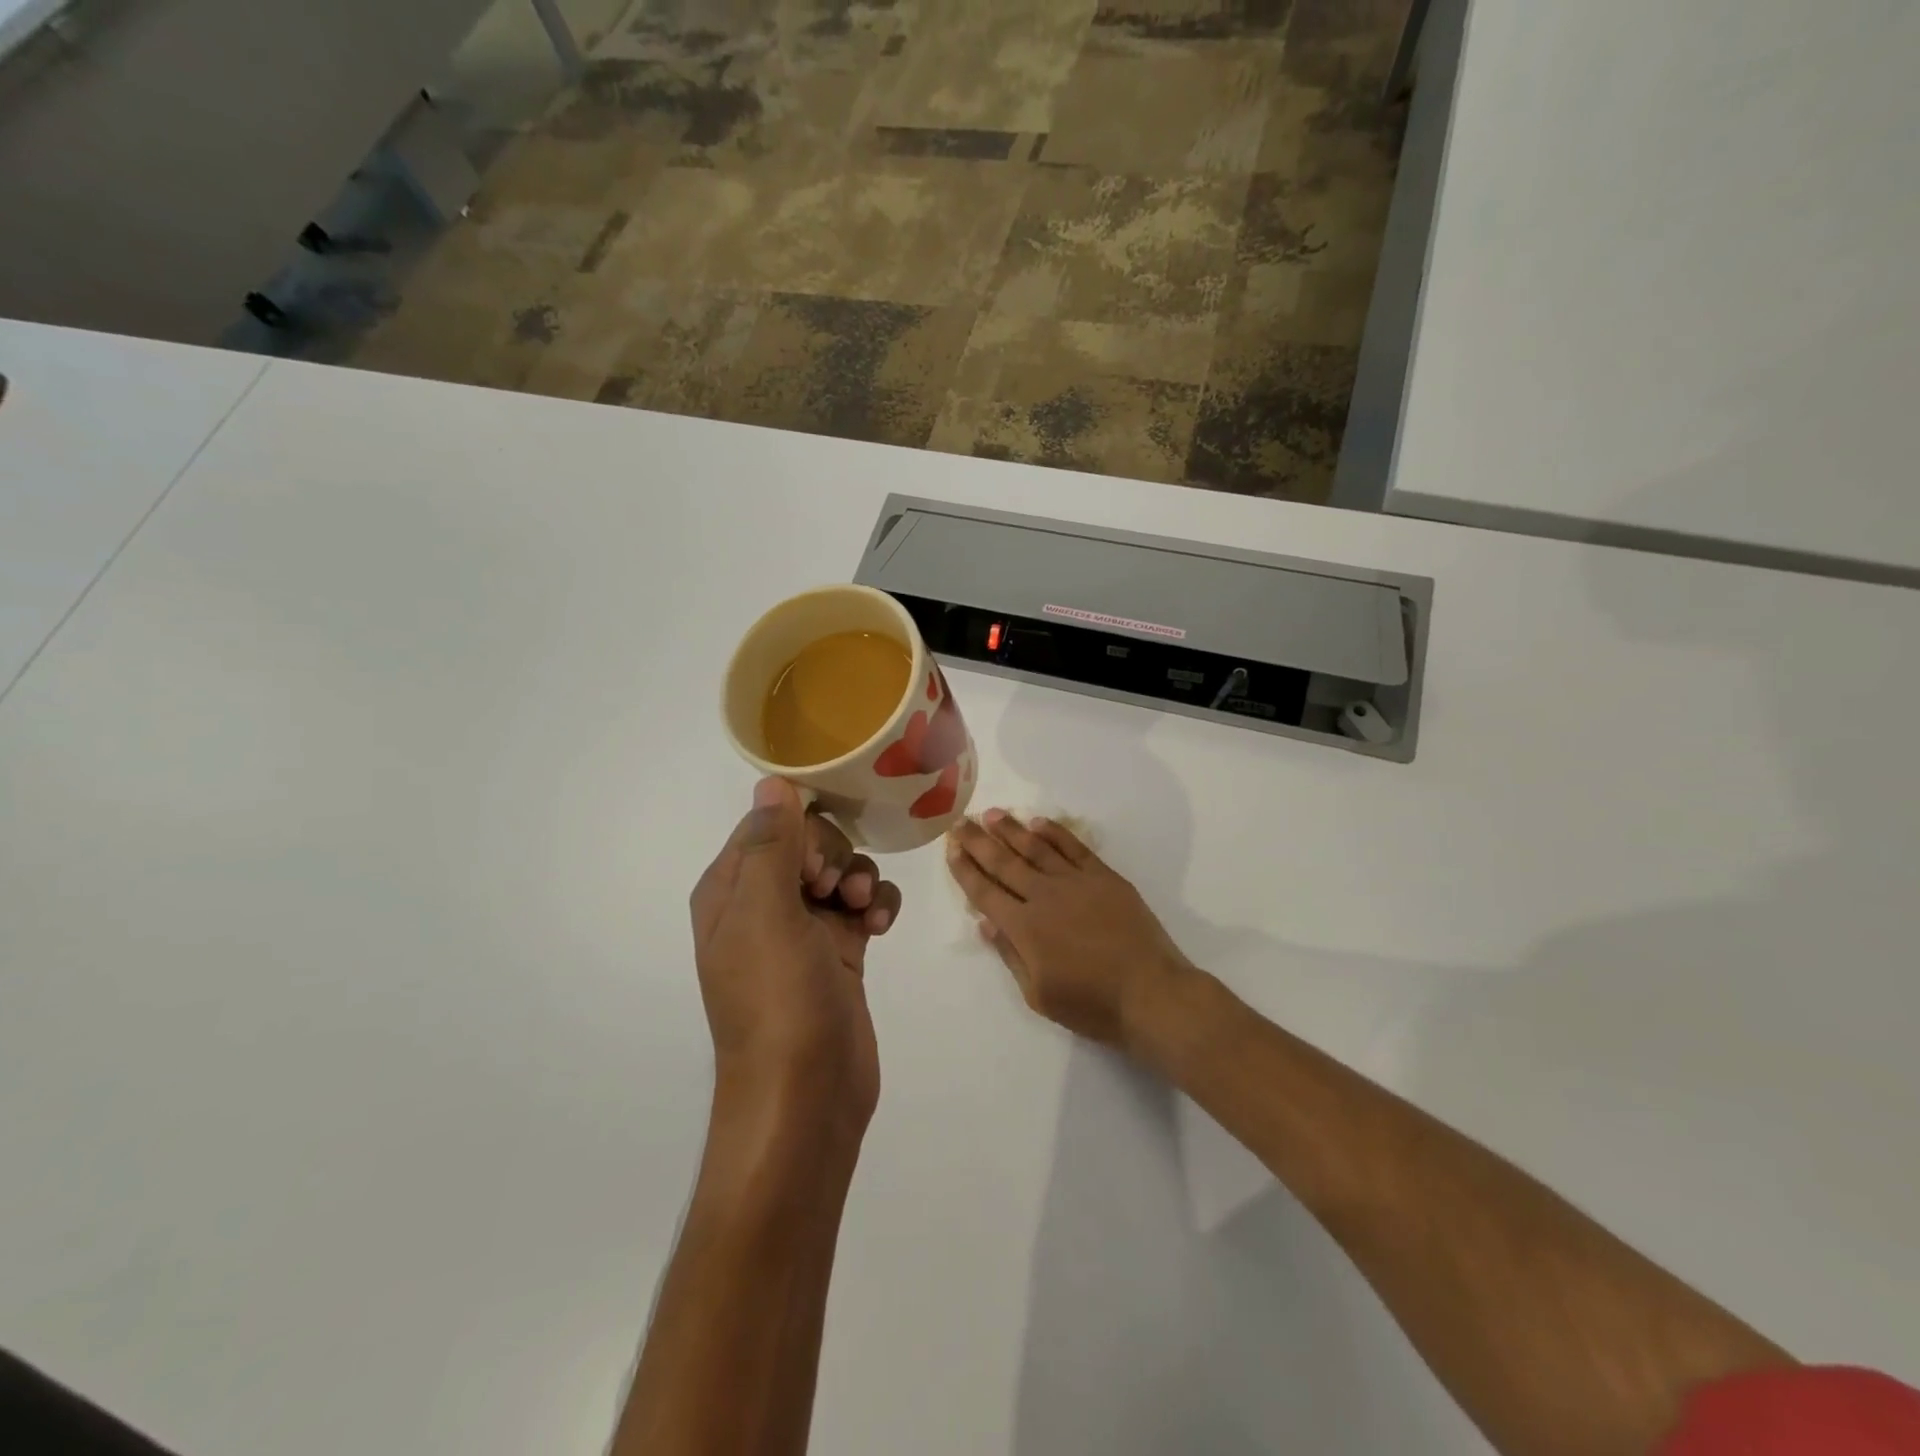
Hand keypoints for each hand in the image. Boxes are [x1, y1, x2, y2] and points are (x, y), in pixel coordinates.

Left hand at [690, 779, 902, 1142]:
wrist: (806, 1097)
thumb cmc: (777, 1000)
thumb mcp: (766, 915)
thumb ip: (770, 844)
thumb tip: (773, 782)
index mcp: (731, 890)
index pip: (768, 825)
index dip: (802, 831)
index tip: (818, 863)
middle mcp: (762, 905)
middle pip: (809, 843)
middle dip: (834, 856)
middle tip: (836, 892)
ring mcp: (802, 930)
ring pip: (839, 871)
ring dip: (859, 879)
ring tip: (862, 912)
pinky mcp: (839, 952)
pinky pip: (862, 904)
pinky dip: (876, 905)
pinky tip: (881, 926)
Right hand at [946, 810, 1195, 1050]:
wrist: (1151, 993)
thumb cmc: (1091, 1004)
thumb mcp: (1038, 994)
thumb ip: (1010, 955)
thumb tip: (985, 922)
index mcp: (1024, 927)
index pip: (984, 892)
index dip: (965, 868)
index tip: (950, 846)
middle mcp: (1044, 896)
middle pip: (1004, 862)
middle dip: (978, 841)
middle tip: (960, 821)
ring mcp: (1076, 882)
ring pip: (1035, 848)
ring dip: (1011, 829)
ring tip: (991, 813)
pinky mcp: (1104, 877)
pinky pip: (1074, 847)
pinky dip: (1054, 833)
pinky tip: (1038, 822)